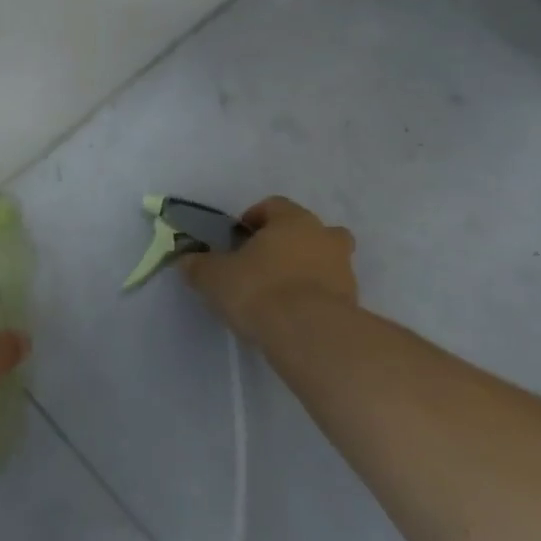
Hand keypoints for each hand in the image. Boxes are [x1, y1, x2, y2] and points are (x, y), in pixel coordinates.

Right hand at [179, 196, 357, 342]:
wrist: (309, 334)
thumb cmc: (259, 290)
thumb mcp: (214, 277)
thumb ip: (199, 265)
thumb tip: (186, 260)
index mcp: (292, 220)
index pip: (273, 205)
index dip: (253, 219)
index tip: (238, 240)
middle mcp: (324, 236)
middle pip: (307, 231)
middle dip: (287, 243)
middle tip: (263, 265)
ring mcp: (344, 270)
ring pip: (324, 261)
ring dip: (305, 271)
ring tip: (279, 297)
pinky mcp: (354, 303)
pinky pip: (330, 292)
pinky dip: (316, 299)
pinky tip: (294, 318)